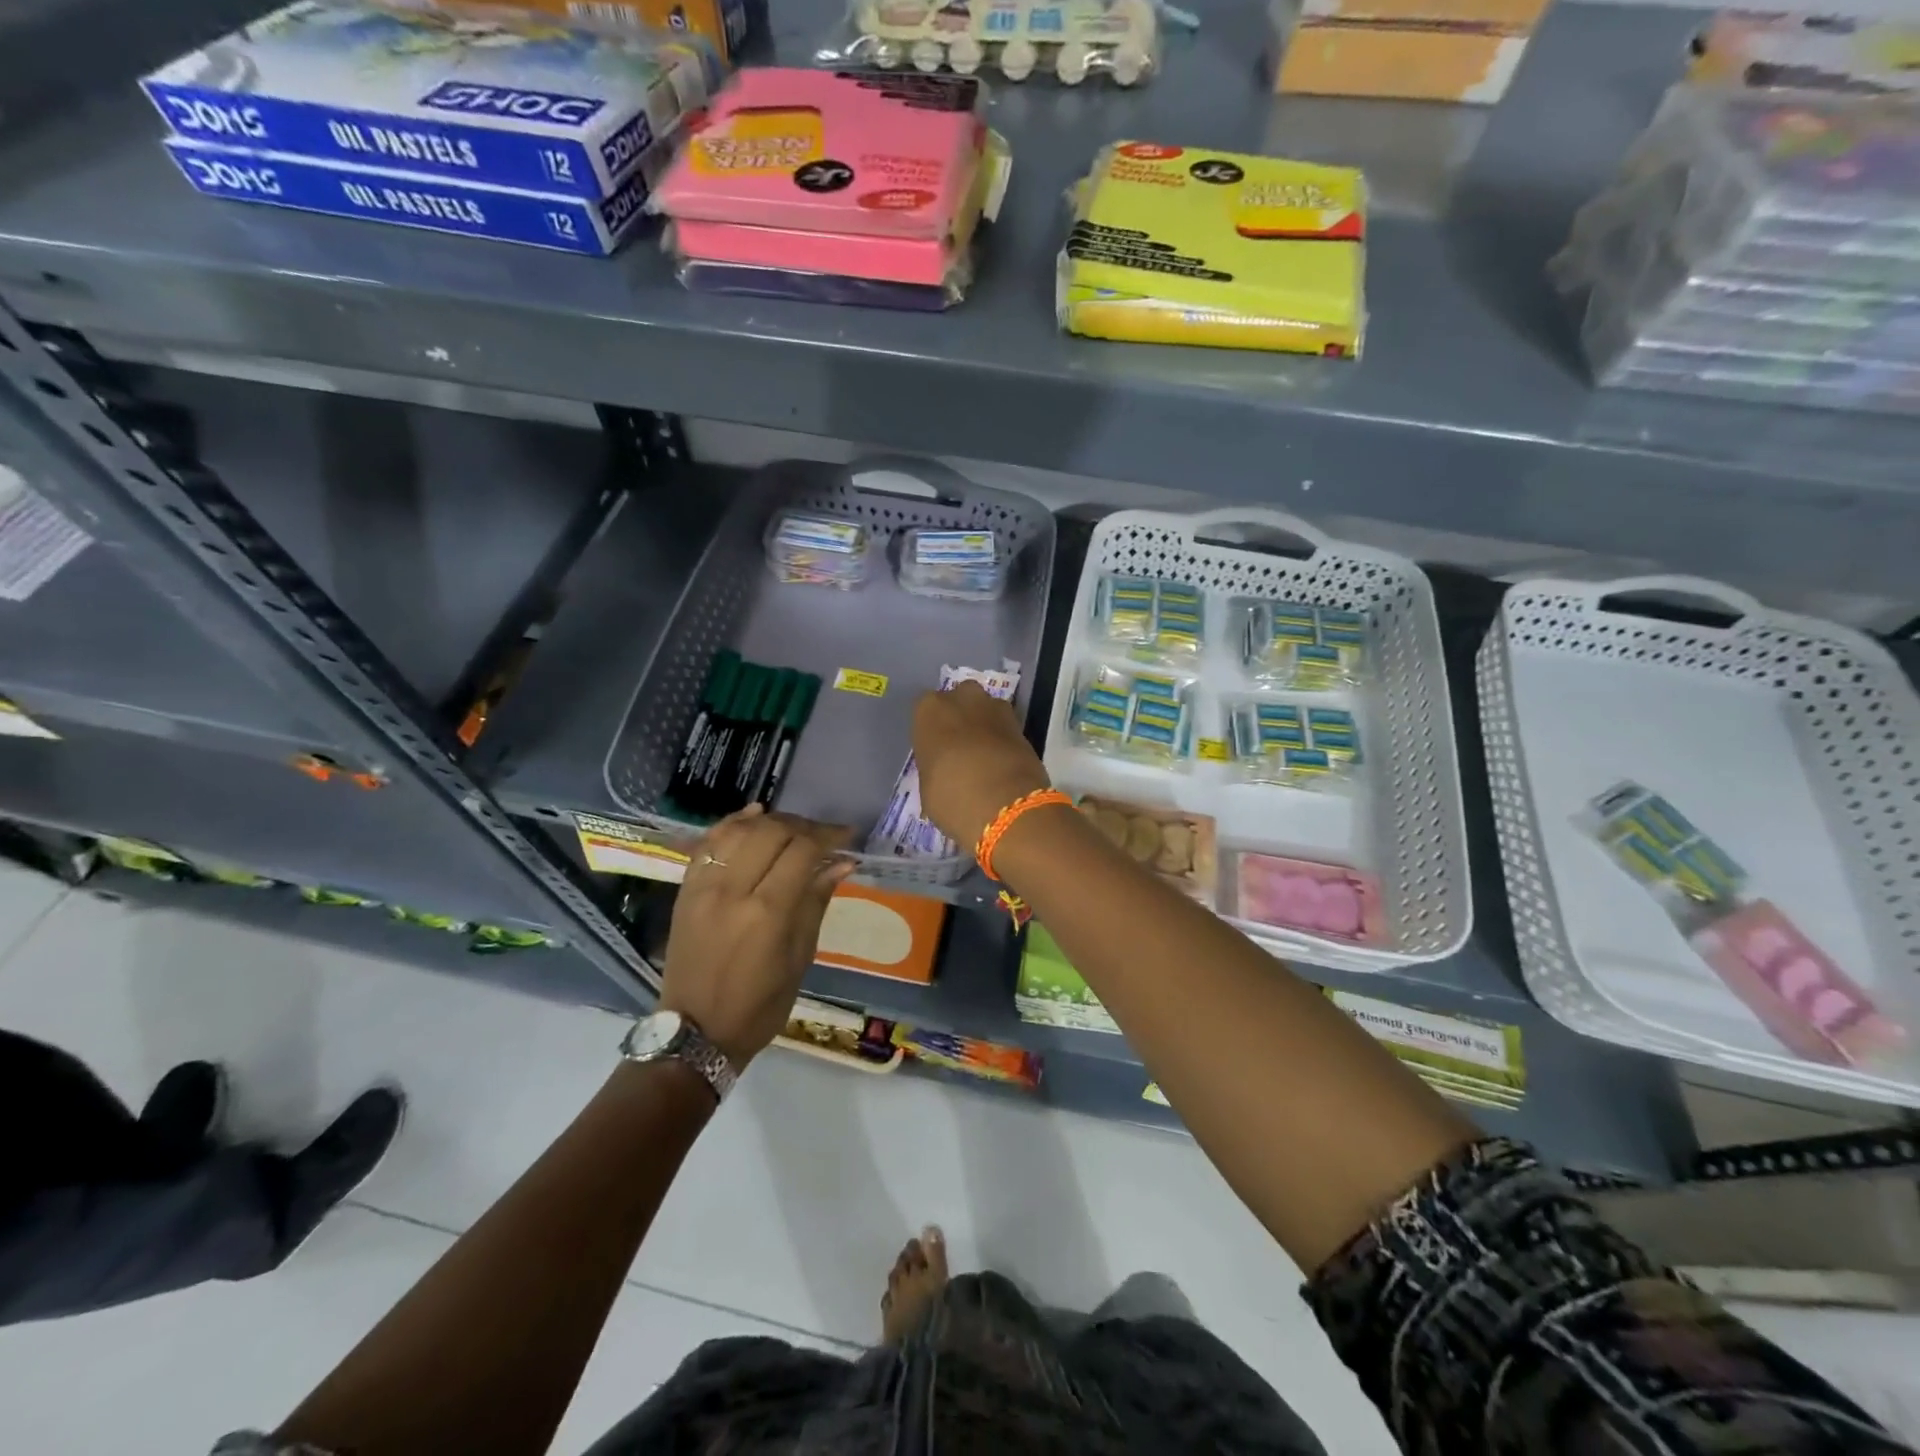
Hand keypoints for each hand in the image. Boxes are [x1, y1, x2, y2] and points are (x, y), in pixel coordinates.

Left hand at [659, 806, 854, 1068]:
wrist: (695, 1033)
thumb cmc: (759, 1006)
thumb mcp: (799, 958)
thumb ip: (816, 902)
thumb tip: (842, 862)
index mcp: (767, 914)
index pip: (801, 852)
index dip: (828, 836)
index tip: (847, 835)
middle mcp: (732, 891)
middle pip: (771, 832)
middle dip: (803, 826)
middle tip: (823, 835)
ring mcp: (703, 888)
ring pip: (738, 830)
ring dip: (771, 821)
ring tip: (793, 827)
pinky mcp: (685, 891)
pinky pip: (708, 843)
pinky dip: (732, 824)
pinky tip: (754, 815)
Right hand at [911, 681, 1051, 853]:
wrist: (1006, 805)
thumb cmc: (952, 796)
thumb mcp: (927, 787)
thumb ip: (934, 766)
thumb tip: (945, 771)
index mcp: (929, 710)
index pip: (925, 713)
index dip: (932, 733)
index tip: (936, 753)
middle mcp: (962, 698)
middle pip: (958, 702)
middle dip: (960, 720)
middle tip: (959, 751)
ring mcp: (995, 707)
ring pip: (984, 711)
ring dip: (983, 727)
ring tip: (983, 759)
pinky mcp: (1022, 724)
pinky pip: (1004, 728)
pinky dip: (1003, 741)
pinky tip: (1001, 764)